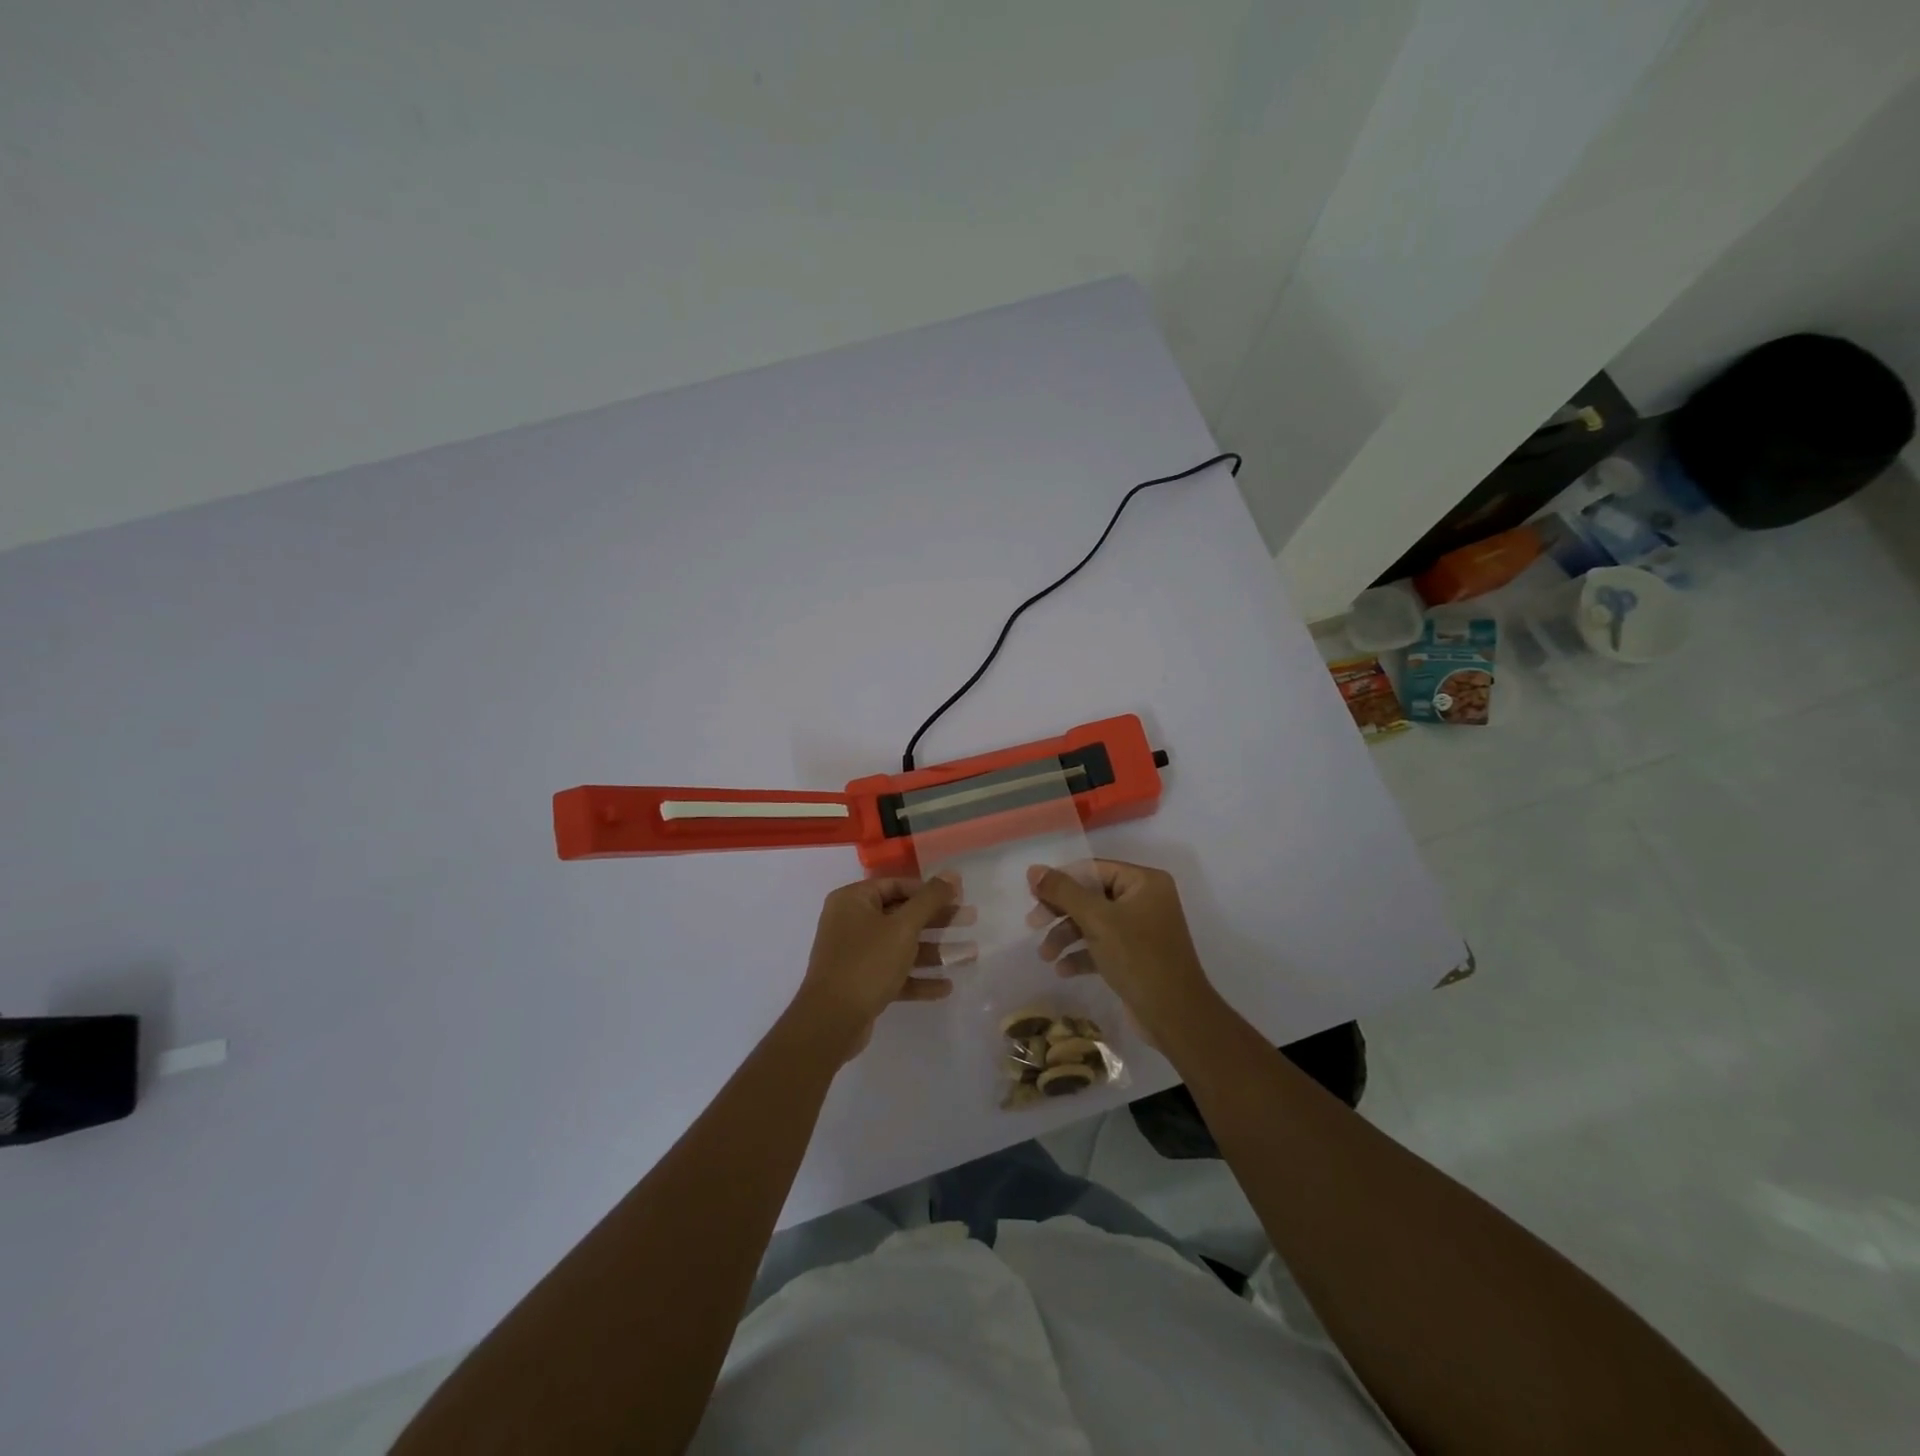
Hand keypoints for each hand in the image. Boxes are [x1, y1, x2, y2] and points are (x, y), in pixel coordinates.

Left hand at [797, 874, 970, 1056]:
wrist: (831, 1021)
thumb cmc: (867, 963)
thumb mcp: (903, 927)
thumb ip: (930, 899)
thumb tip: (952, 874)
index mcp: (853, 900)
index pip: (897, 885)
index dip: (929, 890)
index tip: (958, 897)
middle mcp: (851, 922)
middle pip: (902, 915)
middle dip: (938, 921)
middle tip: (971, 920)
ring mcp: (855, 954)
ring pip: (901, 947)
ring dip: (934, 951)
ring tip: (971, 955)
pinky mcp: (861, 983)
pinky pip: (894, 973)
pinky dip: (918, 978)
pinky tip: (946, 987)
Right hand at [1026, 860, 1214, 1043]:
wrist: (1175, 1016)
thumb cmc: (1138, 957)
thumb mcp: (1097, 920)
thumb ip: (1063, 892)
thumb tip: (1034, 869)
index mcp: (1144, 882)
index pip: (1092, 870)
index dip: (1060, 880)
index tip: (1032, 896)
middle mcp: (1145, 900)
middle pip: (1091, 896)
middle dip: (1060, 912)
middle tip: (1032, 925)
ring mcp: (1141, 929)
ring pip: (1093, 922)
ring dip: (1066, 936)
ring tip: (1045, 956)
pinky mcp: (1136, 956)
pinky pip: (1102, 945)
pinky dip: (1082, 954)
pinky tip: (1063, 970)